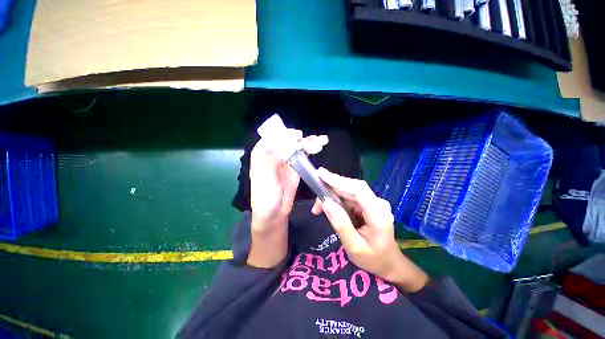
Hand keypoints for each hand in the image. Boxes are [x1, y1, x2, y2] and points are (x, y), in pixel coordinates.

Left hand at [246, 131, 327, 267]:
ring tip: (322, 142)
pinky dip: (311, 149)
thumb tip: (275, 140)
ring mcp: (286, 160)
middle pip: (287, 140)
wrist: (274, 214)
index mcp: (261, 155)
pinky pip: (303, 154)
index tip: (297, 136)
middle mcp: (273, 154)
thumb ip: (270, 161)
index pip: (271, 138)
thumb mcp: (265, 180)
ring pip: (296, 146)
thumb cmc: (265, 199)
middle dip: (300, 139)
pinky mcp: (295, 166)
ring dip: (308, 142)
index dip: (284, 134)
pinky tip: (320, 144)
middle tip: (313, 143)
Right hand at [312, 168, 428, 292]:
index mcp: (378, 214)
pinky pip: (349, 197)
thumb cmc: (373, 259)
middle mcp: (378, 203)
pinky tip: (329, 208)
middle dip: (330, 191)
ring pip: (348, 192)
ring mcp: (374, 202)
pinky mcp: (368, 204)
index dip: (339, 180)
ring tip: (318, 208)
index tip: (321, 174)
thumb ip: (341, 224)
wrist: (388, 263)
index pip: (358, 189)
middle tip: (315, 204)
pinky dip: (337, 201)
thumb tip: (326, 203)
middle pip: (351, 188)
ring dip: (332, 197)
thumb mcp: (354, 247)